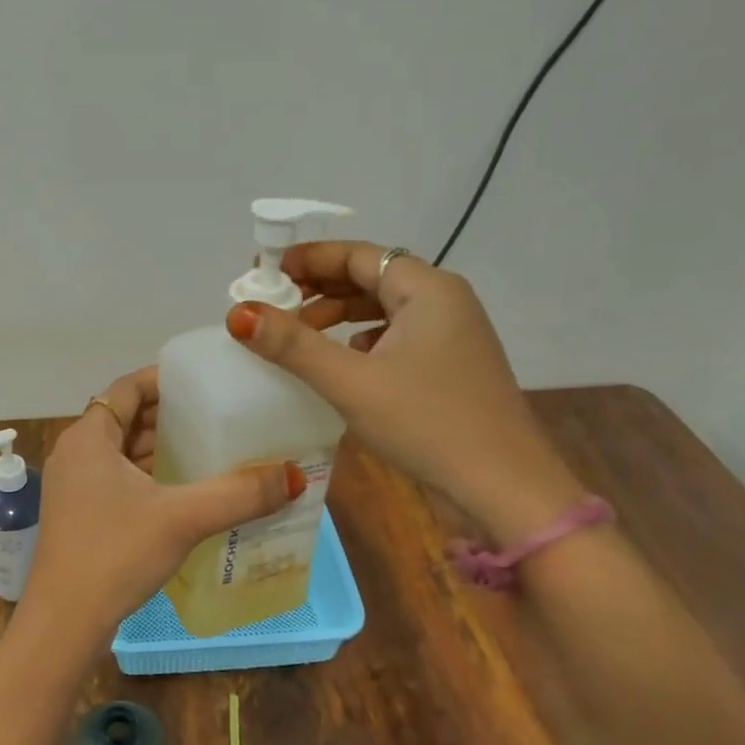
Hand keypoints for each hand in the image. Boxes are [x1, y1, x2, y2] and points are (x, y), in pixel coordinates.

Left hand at [18, 367, 305, 646]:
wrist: (64, 623)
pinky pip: (118, 479)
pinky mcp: (80, 514)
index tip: (203, 383)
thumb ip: (238, 495)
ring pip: (122, 452)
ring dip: (160, 448)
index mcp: (89, 437)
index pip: (127, 388)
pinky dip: (149, 476)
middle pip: (126, 418)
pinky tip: (184, 491)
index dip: (164, 380)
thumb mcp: (182, 518)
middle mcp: (76, 453)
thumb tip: (294, 476)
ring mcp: (74, 486)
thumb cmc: (115, 554)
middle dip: (169, 416)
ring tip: (209, 449)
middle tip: (217, 415)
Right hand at [226, 244, 584, 545]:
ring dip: (338, 315)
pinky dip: (361, 341)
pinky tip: (340, 363)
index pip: (357, 254)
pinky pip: (396, 337)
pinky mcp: (450, 366)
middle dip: (319, 288)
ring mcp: (451, 335)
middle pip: (370, 277)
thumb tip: (238, 313)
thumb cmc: (429, 424)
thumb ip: (292, 345)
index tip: (264, 273)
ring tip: (297, 335)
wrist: (506, 490)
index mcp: (427, 289)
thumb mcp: (352, 382)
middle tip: (273, 306)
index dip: (308, 259)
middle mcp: (443, 301)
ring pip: (382, 309)